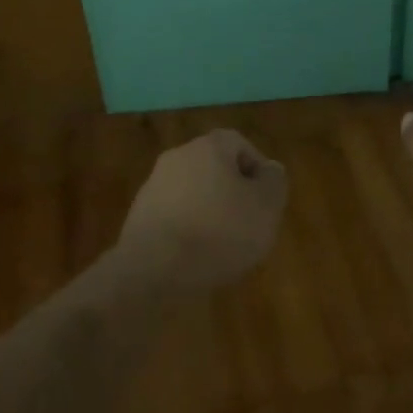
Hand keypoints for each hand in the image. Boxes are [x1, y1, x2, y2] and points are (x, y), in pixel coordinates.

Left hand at [118, 130, 286, 290]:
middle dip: (232, 192)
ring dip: (208, 212)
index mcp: (208, 147)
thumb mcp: (266, 207)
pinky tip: (195, 256)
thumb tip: (269, 170)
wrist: (153, 270)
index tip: (265, 199)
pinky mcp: (138, 216)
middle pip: (214, 167)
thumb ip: (273, 182)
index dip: (256, 169)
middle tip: (247, 223)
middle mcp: (178, 157)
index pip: (239, 143)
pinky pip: (173, 215)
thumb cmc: (219, 232)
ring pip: (192, 192)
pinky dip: (187, 229)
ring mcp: (153, 186)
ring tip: (222, 246)